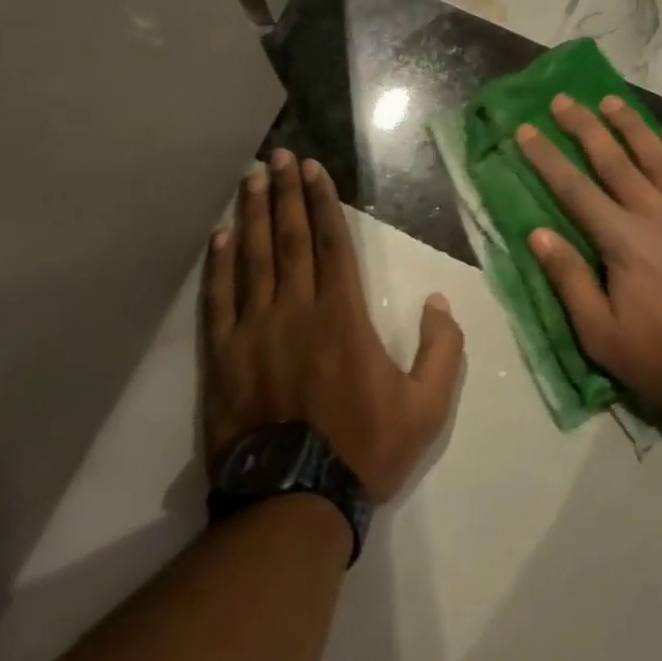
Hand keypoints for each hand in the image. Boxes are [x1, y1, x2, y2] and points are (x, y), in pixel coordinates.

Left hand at [202, 150, 465, 501]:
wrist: (293, 503)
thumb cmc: (364, 449)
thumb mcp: (426, 407)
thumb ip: (442, 350)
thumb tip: (441, 302)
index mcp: (342, 314)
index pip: (330, 242)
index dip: (320, 200)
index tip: (311, 167)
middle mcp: (296, 309)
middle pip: (288, 238)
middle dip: (284, 193)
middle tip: (277, 156)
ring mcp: (254, 330)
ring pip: (252, 258)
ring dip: (252, 214)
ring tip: (250, 179)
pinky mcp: (223, 356)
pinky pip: (219, 299)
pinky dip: (220, 264)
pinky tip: (220, 235)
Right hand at [516, 96, 661, 417]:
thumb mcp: (603, 335)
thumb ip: (570, 280)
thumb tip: (538, 233)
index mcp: (621, 240)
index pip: (573, 188)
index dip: (546, 157)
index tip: (526, 129)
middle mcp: (654, 211)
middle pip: (612, 159)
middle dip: (583, 126)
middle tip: (563, 100)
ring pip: (656, 154)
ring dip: (630, 125)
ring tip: (610, 100)